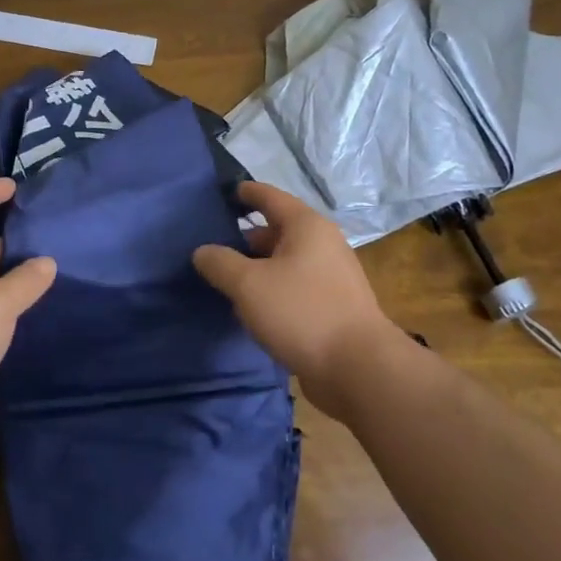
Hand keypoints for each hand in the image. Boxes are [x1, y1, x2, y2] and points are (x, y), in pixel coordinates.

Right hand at [193, 181, 399, 416]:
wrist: (358, 368)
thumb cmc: (301, 312)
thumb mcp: (248, 285)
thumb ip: (220, 263)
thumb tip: (203, 252)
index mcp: (306, 226)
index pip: (270, 196)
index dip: (245, 193)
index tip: (223, 192)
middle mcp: (322, 244)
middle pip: (276, 231)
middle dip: (244, 239)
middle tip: (211, 250)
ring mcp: (331, 277)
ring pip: (284, 262)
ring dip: (255, 269)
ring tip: (224, 282)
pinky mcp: (332, 307)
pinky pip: (293, 287)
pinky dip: (271, 291)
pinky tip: (250, 309)